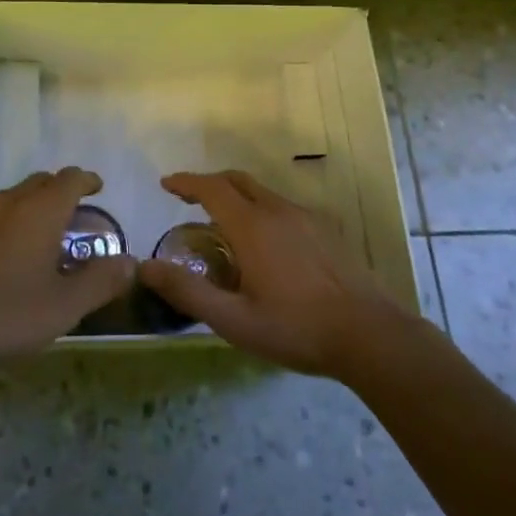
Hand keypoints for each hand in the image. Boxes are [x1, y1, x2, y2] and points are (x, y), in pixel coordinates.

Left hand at [0, 167, 134, 379]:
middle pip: (42, 181)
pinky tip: (16, 247)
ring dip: (37, 201)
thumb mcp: (66, 304)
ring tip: (49, 228)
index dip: (88, 180)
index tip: (99, 188)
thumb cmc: (11, 312)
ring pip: (18, 194)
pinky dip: (15, 217)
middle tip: (78, 210)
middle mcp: (13, 202)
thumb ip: (101, 281)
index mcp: (41, 210)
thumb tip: (131, 263)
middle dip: (62, 189)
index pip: (70, 179)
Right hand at [139, 170, 411, 377]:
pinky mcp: (326, 230)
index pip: (211, 188)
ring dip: (236, 197)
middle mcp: (277, 210)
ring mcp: (306, 217)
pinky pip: (283, 207)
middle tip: (188, 199)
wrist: (370, 334)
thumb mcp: (234, 321)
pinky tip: (265, 243)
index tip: (166, 184)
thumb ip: (188, 292)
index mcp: (252, 226)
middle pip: (237, 181)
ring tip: (223, 224)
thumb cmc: (296, 328)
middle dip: (209, 184)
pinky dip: (260, 210)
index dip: (186, 182)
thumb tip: (145, 267)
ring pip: (262, 193)